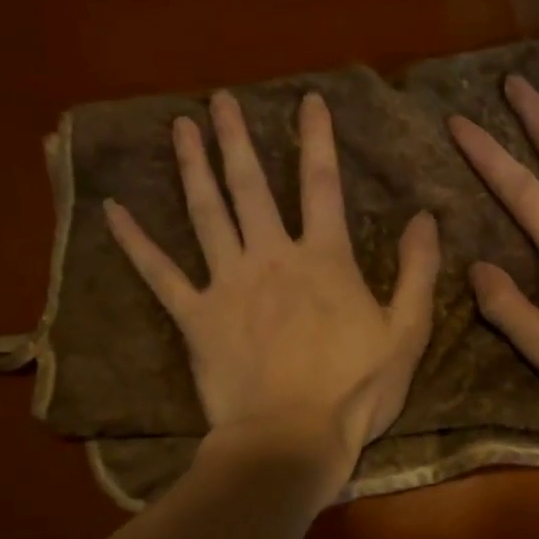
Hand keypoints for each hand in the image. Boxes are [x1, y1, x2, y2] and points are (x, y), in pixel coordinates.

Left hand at [105, 89, 439, 490]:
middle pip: (250, 186)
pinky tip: (113, 211)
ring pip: (206, 213)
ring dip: (193, 167)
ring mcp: (227, 284)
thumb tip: (426, 218)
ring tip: (180, 127)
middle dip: (237, 139)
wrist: (292, 439)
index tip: (308, 100)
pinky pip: (160, 274)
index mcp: (324, 259)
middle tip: (221, 100)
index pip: (322, 184)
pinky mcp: (195, 317)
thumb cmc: (356, 389)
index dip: (317, 139)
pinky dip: (135, 242)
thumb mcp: (407, 332)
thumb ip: (418, 271)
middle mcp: (270, 257)